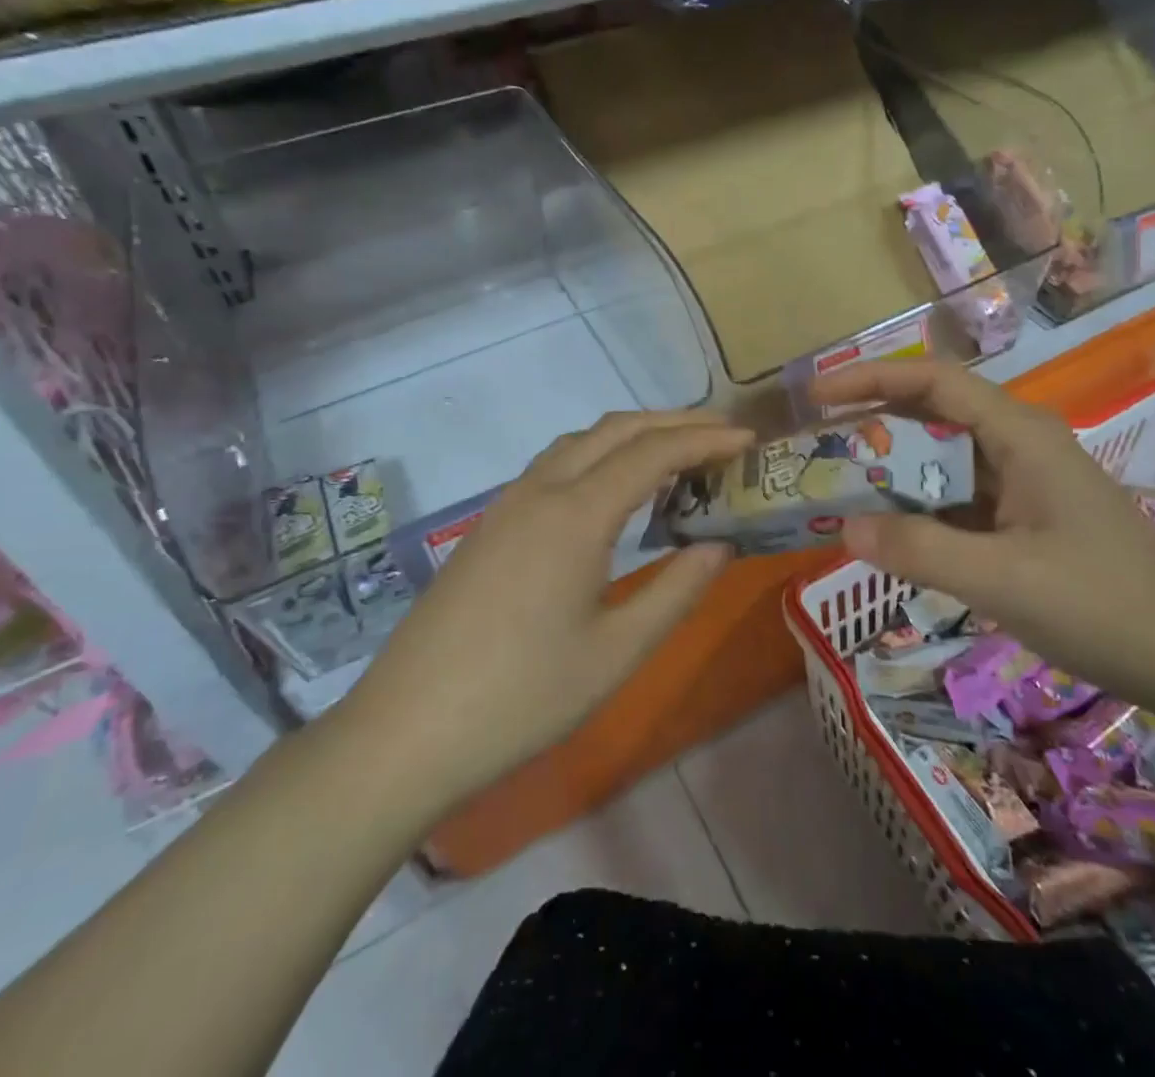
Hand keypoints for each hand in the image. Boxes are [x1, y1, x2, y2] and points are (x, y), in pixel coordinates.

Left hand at [344, 410, 751, 809]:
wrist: (406, 732)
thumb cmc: (522, 698)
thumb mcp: (617, 653)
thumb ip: (677, 591)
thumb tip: (719, 546)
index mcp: (575, 514)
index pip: (653, 453)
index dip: (705, 440)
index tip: (748, 441)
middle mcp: (540, 490)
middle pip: (616, 430)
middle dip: (674, 422)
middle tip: (723, 435)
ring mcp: (508, 504)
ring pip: (580, 441)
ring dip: (633, 435)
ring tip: (677, 454)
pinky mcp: (490, 525)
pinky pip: (556, 464)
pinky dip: (599, 455)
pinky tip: (614, 490)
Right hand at [811, 360, 1154, 713]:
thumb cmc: (1103, 605)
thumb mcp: (1003, 579)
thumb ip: (919, 551)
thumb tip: (843, 529)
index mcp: (1019, 435)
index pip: (933, 381)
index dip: (871, 379)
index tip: (816, 396)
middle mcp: (1018, 444)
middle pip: (933, 413)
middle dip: (873, 424)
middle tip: (816, 446)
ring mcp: (1023, 482)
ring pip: (942, 459)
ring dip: (892, 470)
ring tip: (837, 487)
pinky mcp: (1024, 518)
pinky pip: (956, 498)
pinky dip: (917, 508)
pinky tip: (888, 532)